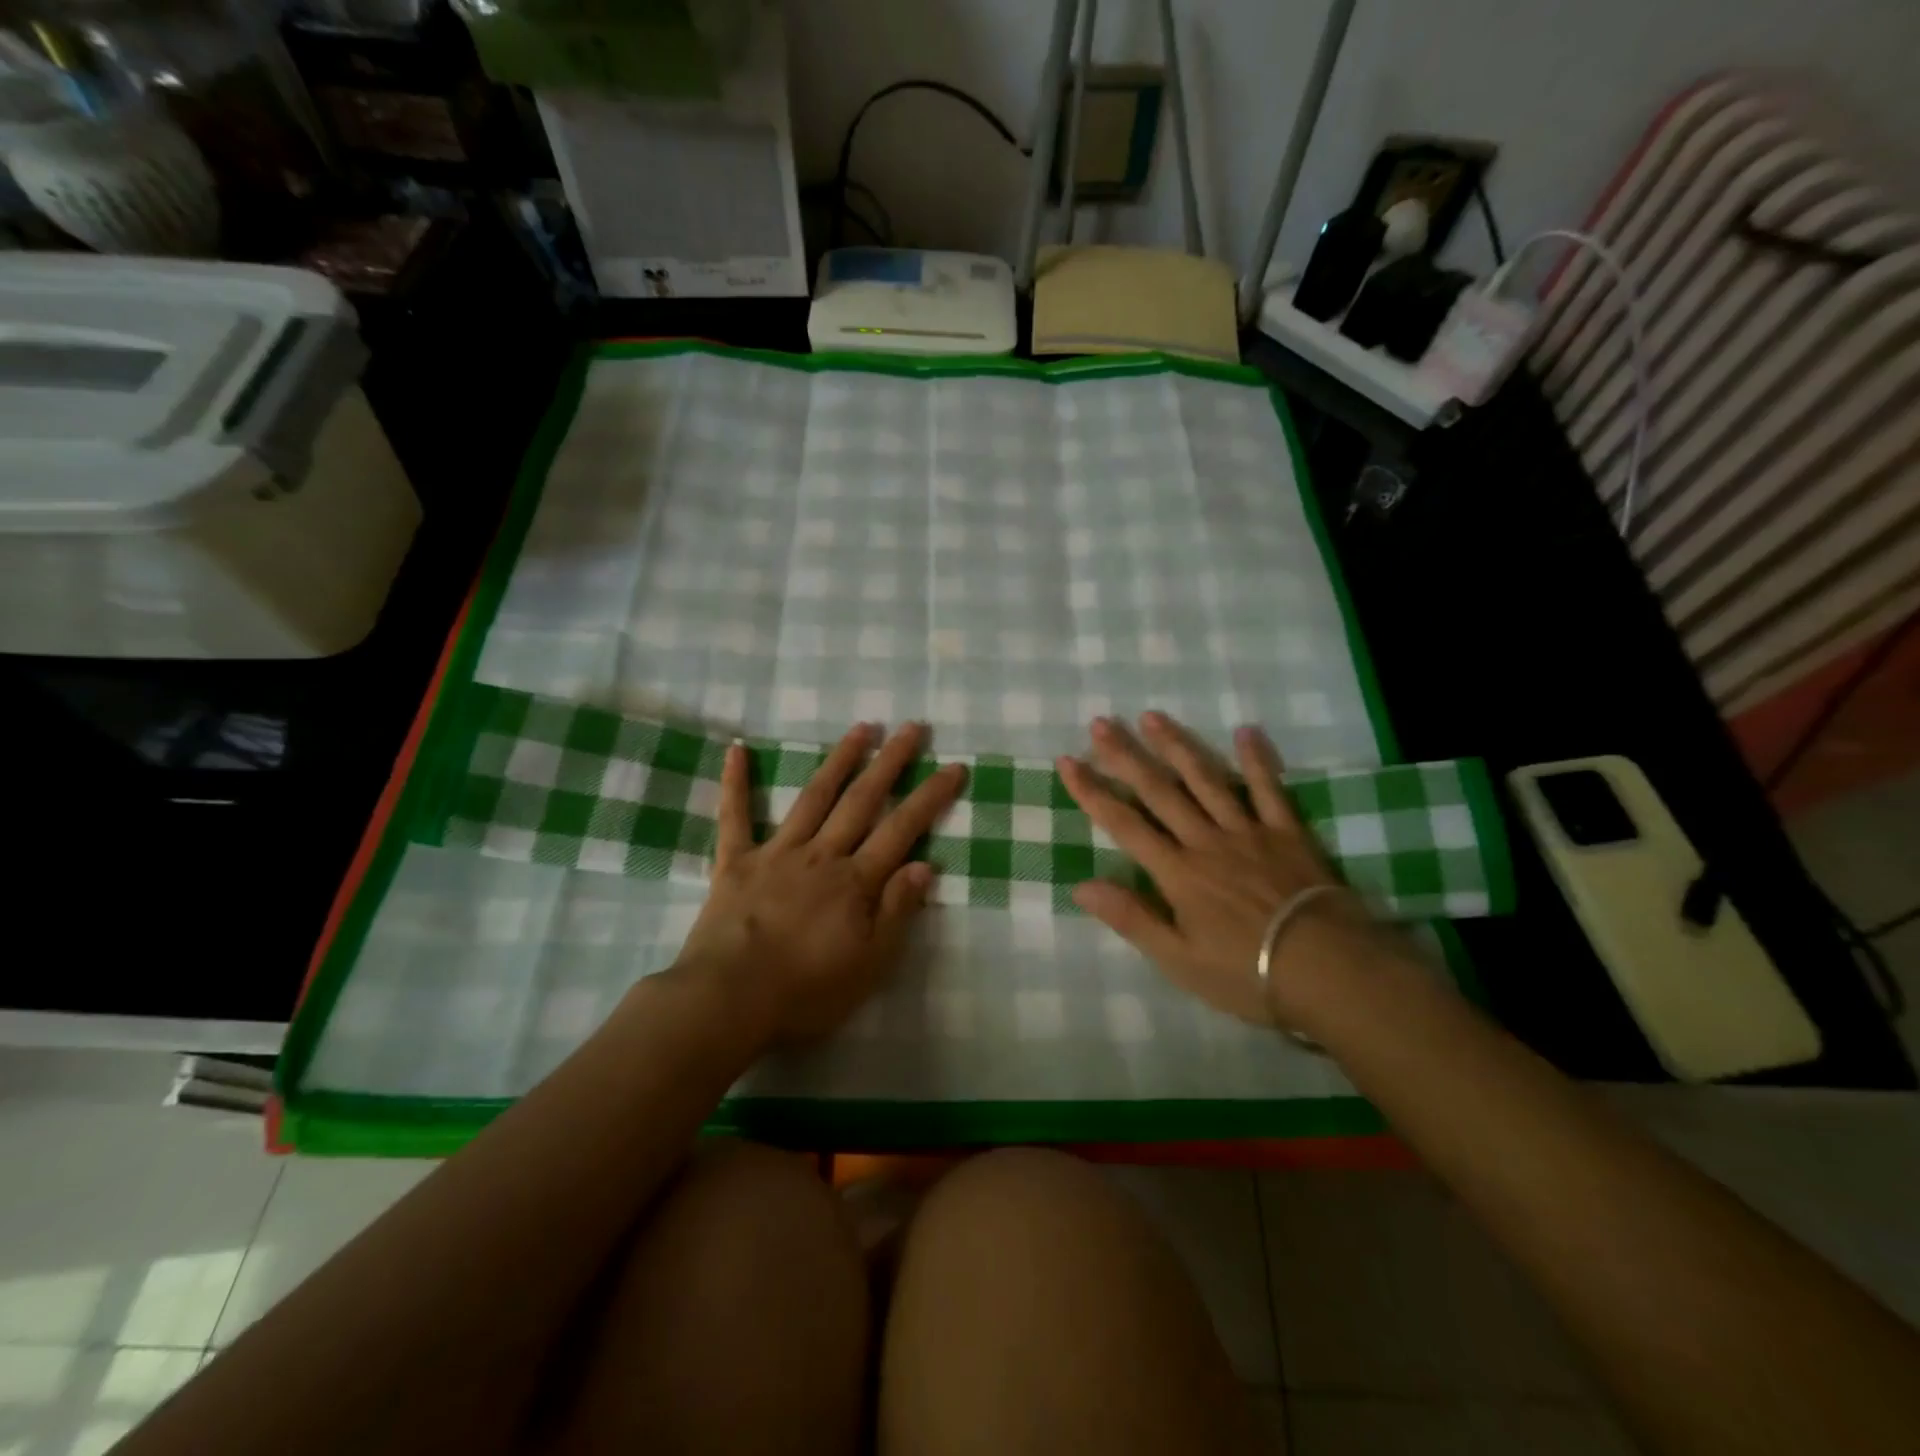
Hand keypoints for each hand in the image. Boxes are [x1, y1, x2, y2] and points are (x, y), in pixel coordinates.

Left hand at [675, 722, 965, 1046]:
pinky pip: (735, 817)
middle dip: (890, 762)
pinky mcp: (736, 863)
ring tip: (860, 728)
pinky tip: (736, 749)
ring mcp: (777, 853)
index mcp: (855, 881)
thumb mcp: (869, 965)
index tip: (953, 766)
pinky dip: (735, 783)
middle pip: (862, 801)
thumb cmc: (805, 992)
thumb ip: (896, 912)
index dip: (930, 797)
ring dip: (839, 760)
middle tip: (911, 727)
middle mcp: (821, 855)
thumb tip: (925, 865)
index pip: (902, 829)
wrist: (728, 1001)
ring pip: (814, 798)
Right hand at [1057, 712, 1387, 1026]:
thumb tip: (1080, 886)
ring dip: (1177, 746)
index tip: (1068, 761)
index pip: (1124, 824)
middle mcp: (1205, 840)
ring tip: (1153, 716)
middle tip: (1101, 723)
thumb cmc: (1247, 973)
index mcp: (1176, 872)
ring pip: (1205, 780)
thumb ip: (1131, 919)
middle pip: (1159, 791)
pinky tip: (1246, 732)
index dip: (1092, 792)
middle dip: (1125, 756)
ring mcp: (1248, 831)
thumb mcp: (1179, 960)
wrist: (1330, 970)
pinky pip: (1268, 790)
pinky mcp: (1287, 833)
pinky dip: (1256, 761)